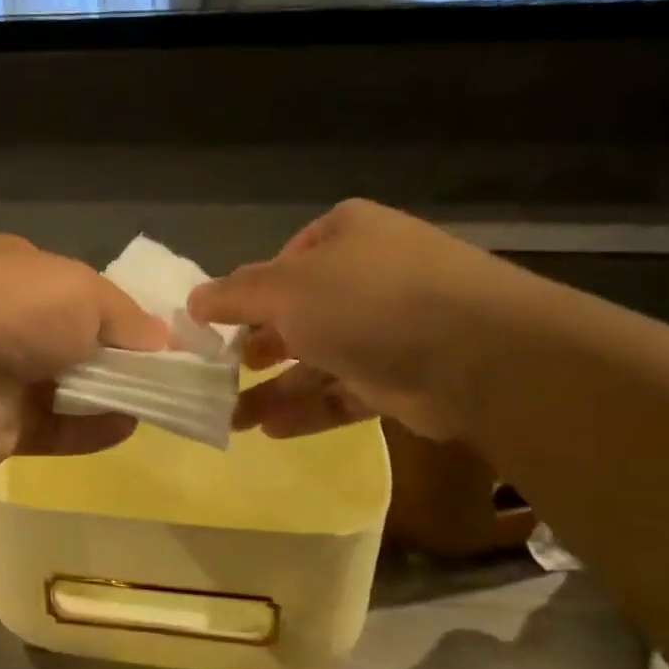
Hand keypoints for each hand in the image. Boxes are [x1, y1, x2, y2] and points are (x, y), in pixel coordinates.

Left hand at [0, 234, 168, 467]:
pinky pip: (53, 428)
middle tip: (160, 371)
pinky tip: (126, 427)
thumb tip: (162, 339)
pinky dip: (89, 429)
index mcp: (10, 269)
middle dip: (112, 355)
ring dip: (106, 394)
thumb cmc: (16, 308)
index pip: (70, 286)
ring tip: (153, 401)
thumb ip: (127, 316)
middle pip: (68, 339)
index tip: (154, 332)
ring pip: (62, 387)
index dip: (113, 308)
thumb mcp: (85, 291)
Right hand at [188, 199, 534, 441]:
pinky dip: (308, 410)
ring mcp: (386, 329)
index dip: (245, 296)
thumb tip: (194, 300)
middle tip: (221, 375)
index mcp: (344, 237)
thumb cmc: (367, 302)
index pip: (281, 263)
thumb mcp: (286, 289)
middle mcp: (366, 277)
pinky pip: (342, 393)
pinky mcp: (399, 377)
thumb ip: (235, 295)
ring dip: (274, 389)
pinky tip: (270, 431)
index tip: (213, 329)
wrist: (474, 354)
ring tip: (233, 420)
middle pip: (297, 315)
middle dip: (256, 349)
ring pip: (316, 360)